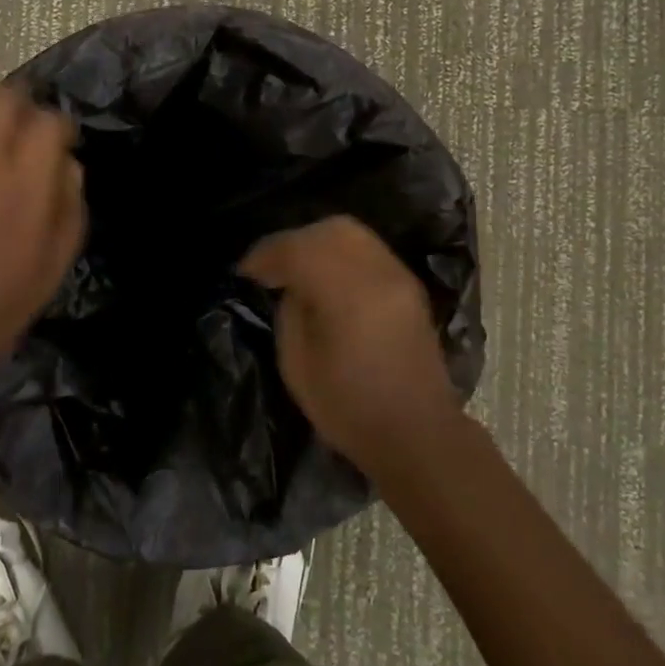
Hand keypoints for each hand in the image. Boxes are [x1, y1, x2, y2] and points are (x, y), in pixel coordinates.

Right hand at [240, 215, 460, 472]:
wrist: (418, 435)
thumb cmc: (350, 409)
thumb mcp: (297, 365)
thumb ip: (290, 311)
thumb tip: (290, 285)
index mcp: (348, 294)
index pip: (298, 249)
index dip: (265, 255)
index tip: (245, 272)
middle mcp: (378, 272)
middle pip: (329, 230)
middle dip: (293, 241)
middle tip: (272, 268)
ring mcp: (398, 275)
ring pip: (352, 232)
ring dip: (317, 242)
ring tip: (298, 269)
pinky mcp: (409, 284)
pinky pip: (367, 249)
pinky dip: (340, 252)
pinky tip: (326, 277)